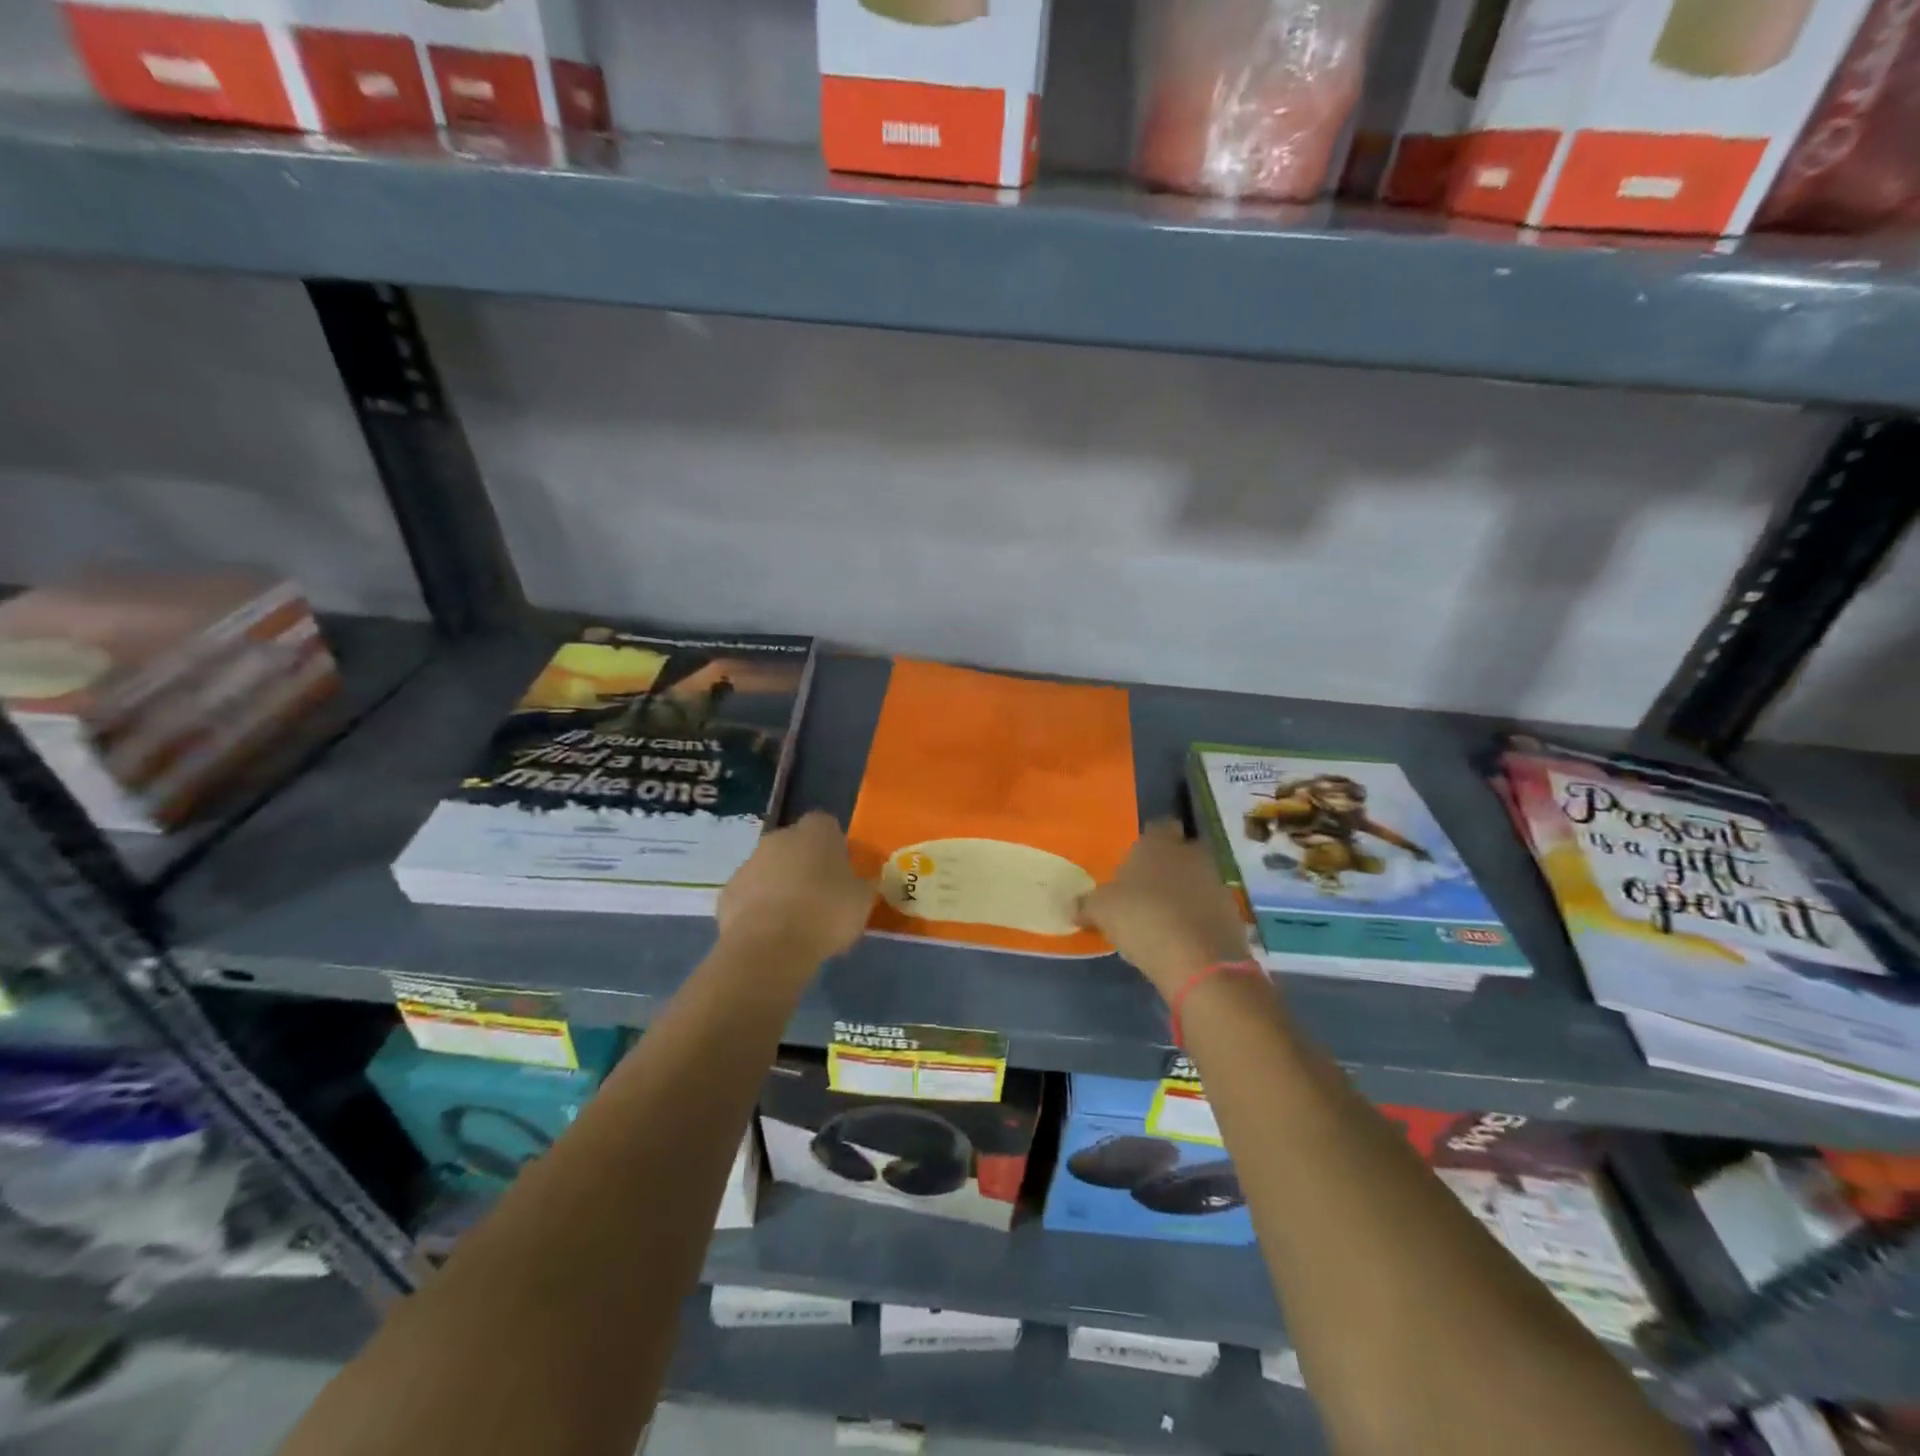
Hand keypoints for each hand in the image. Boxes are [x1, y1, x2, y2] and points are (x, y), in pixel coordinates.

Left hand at [717, 811, 875, 962]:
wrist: (769, 948)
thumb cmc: (825, 914)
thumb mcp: (862, 901)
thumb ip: (863, 883)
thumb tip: (862, 879)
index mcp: (815, 832)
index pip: (827, 825)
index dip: (835, 847)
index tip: (842, 872)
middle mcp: (779, 838)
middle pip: (795, 845)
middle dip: (805, 865)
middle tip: (820, 897)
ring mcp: (749, 863)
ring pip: (770, 869)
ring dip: (781, 886)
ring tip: (795, 922)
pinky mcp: (728, 892)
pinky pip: (750, 895)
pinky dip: (759, 908)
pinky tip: (771, 933)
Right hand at [1077, 820, 1256, 999]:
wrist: (1199, 960)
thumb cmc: (1142, 918)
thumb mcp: (1101, 911)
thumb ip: (1086, 905)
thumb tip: (1073, 907)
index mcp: (1159, 843)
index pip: (1158, 826)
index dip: (1148, 841)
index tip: (1135, 860)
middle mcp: (1191, 855)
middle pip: (1181, 851)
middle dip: (1168, 865)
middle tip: (1146, 887)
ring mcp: (1215, 883)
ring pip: (1197, 879)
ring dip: (1183, 893)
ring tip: (1160, 916)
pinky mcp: (1231, 914)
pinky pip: (1208, 908)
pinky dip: (1196, 918)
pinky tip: (1179, 937)